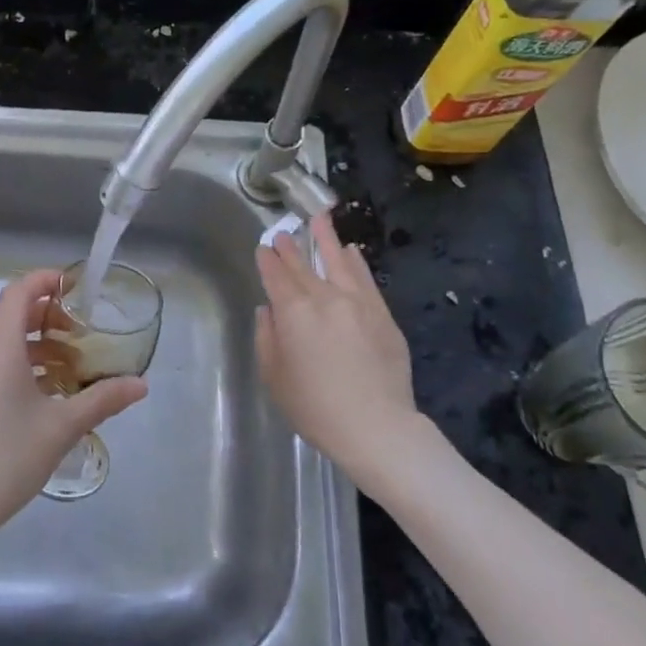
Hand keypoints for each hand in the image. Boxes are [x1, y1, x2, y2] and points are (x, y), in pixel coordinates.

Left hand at [0, 269, 147, 557]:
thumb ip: (102, 400)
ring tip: (75, 373)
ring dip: (41, 351)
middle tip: (85, 337)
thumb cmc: (4, 457)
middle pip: (15, 319)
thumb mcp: (61, 428)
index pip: (19, 292)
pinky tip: (49, 403)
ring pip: (8, 350)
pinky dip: (26, 373)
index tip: (76, 285)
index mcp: (0, 347)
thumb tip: (141, 384)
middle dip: (51, 320)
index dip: (45, 280)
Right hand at [255, 212, 416, 482]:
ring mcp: (357, 303)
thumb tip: (268, 311)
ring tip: (319, 218)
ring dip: (326, 239)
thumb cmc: (315, 408)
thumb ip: (267, 338)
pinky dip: (356, 262)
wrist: (377, 427)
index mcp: (293, 312)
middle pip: (303, 266)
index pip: (276, 276)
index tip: (263, 247)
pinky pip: (366, 279)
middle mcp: (324, 298)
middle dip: (290, 248)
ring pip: (338, 261)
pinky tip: (352, 251)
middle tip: (283, 232)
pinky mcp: (382, 315)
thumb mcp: (275, 377)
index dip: (267, 260)